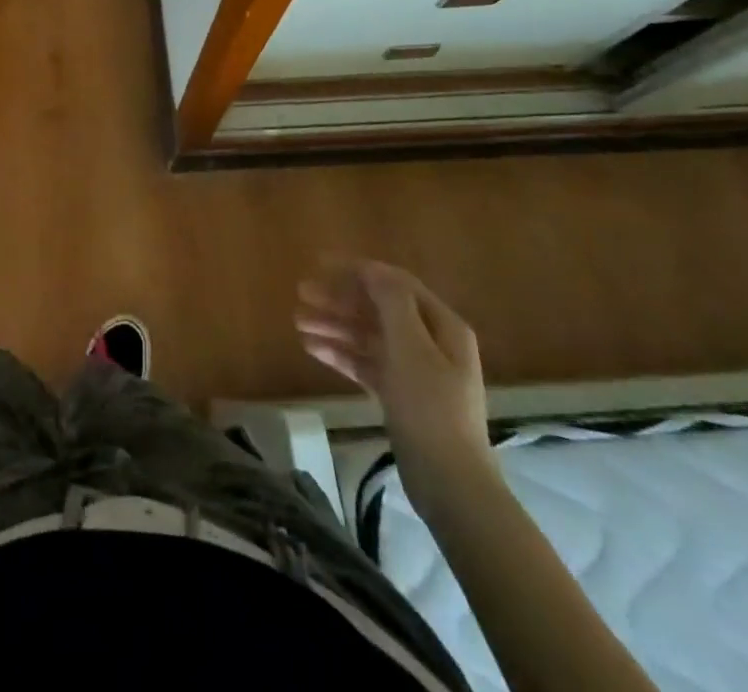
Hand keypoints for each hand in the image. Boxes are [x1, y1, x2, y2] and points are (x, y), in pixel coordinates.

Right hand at [296, 259, 494, 509]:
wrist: (450, 483)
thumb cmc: (430, 407)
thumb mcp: (410, 348)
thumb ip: (391, 303)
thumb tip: (373, 268)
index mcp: (441, 325)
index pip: (395, 283)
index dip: (357, 270)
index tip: (319, 264)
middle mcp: (429, 342)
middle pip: (377, 308)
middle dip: (339, 298)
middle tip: (301, 293)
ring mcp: (414, 370)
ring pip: (367, 335)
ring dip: (334, 325)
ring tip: (298, 322)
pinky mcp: (399, 395)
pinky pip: (365, 362)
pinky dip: (340, 353)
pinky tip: (311, 348)